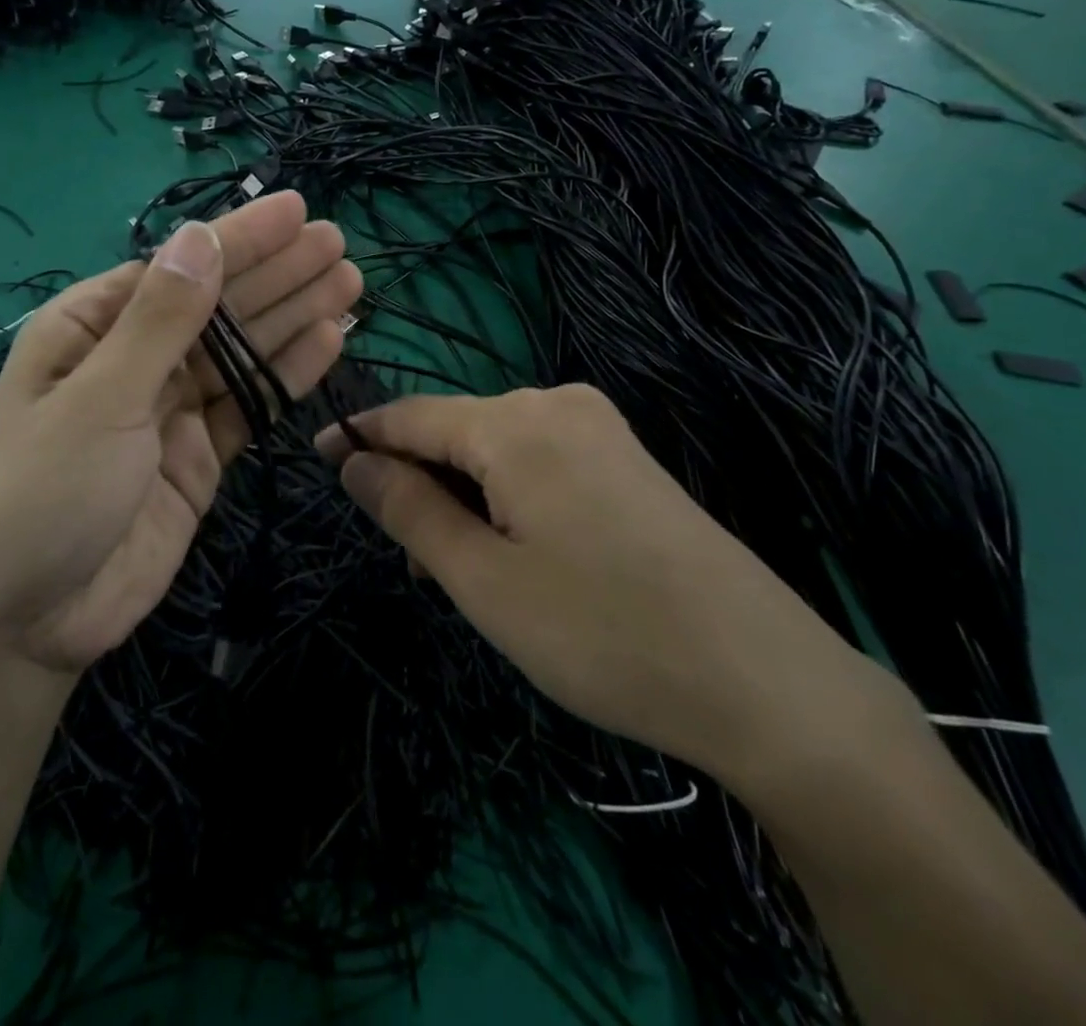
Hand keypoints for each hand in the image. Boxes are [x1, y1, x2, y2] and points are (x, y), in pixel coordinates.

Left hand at [0, 191, 360, 683]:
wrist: (22, 626)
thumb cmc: (41, 495)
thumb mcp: (98, 398)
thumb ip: (159, 321)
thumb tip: (199, 237)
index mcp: (91, 329)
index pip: (178, 269)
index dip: (240, 239)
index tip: (297, 211)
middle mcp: (133, 360)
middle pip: (217, 307)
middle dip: (277, 274)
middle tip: (338, 245)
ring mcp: (169, 412)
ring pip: (241, 353)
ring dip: (293, 318)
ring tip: (347, 283)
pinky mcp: (198, 459)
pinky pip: (249, 406)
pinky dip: (286, 376)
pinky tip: (328, 342)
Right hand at [317, 386, 895, 790]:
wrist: (767, 682)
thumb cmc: (603, 632)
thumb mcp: (483, 580)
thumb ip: (408, 509)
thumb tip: (352, 460)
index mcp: (514, 422)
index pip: (410, 415)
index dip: (359, 436)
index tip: (318, 457)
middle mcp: (556, 403)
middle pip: (455, 431)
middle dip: (420, 484)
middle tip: (415, 567)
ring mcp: (599, 427)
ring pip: (495, 449)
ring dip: (463, 497)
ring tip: (467, 576)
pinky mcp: (625, 458)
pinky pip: (538, 461)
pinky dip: (506, 498)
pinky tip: (517, 553)